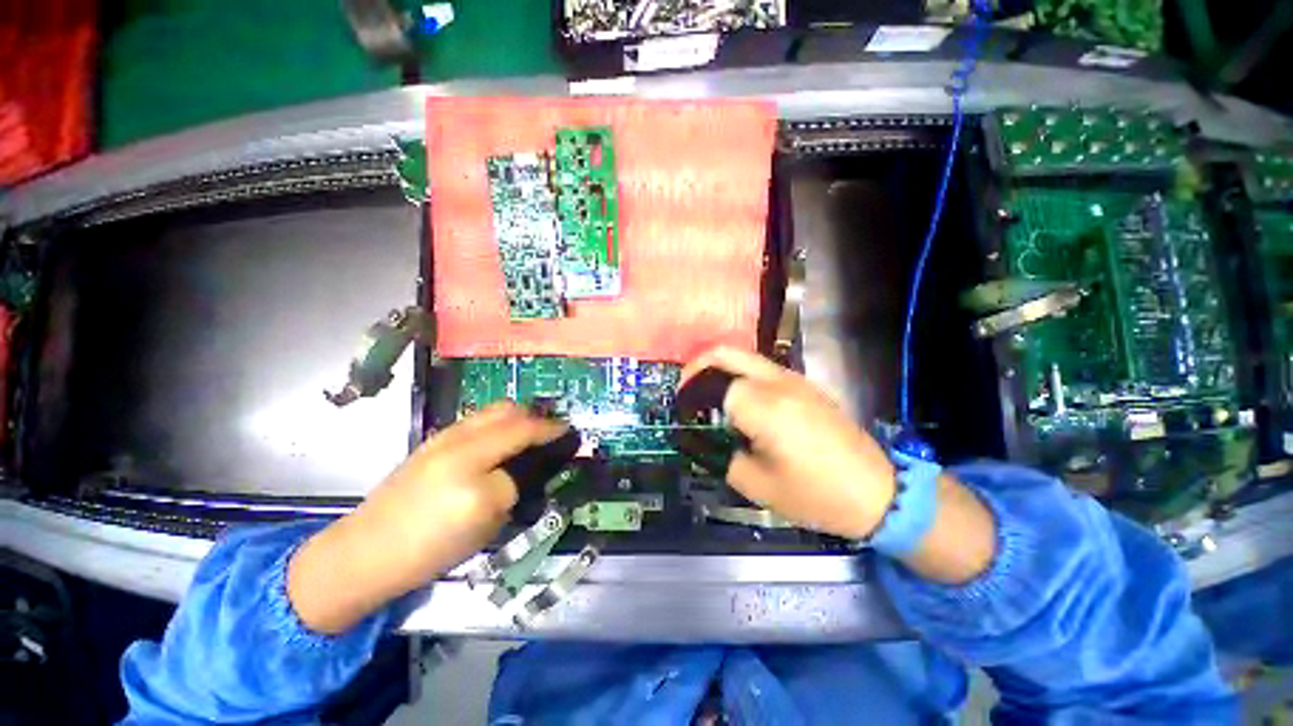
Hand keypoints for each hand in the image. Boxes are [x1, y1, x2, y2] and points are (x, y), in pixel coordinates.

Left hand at [288, 402, 568, 632]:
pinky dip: (496, 424)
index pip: (522, 432)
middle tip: (549, 431)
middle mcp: (459, 439)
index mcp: (473, 460)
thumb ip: (511, 484)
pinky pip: (475, 422)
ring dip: (516, 417)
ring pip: (490, 412)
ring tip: (528, 434)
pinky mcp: (431, 444)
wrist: (365, 552)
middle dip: (534, 415)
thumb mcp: (485, 520)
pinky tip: (499, 443)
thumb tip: (525, 467)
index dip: (550, 429)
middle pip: (506, 410)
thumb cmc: (430, 545)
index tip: (569, 431)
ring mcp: (442, 438)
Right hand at [682, 346, 897, 539]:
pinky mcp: (804, 384)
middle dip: (697, 366)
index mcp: (765, 407)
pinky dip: (738, 374)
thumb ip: (720, 457)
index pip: (713, 384)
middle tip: (685, 390)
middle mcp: (778, 382)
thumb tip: (699, 440)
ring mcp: (794, 379)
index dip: (691, 396)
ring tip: (706, 395)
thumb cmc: (817, 495)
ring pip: (743, 355)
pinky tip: (737, 400)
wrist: (878, 492)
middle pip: (725, 352)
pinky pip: (761, 367)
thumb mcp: (758, 486)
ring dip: (718, 368)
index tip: (681, 413)